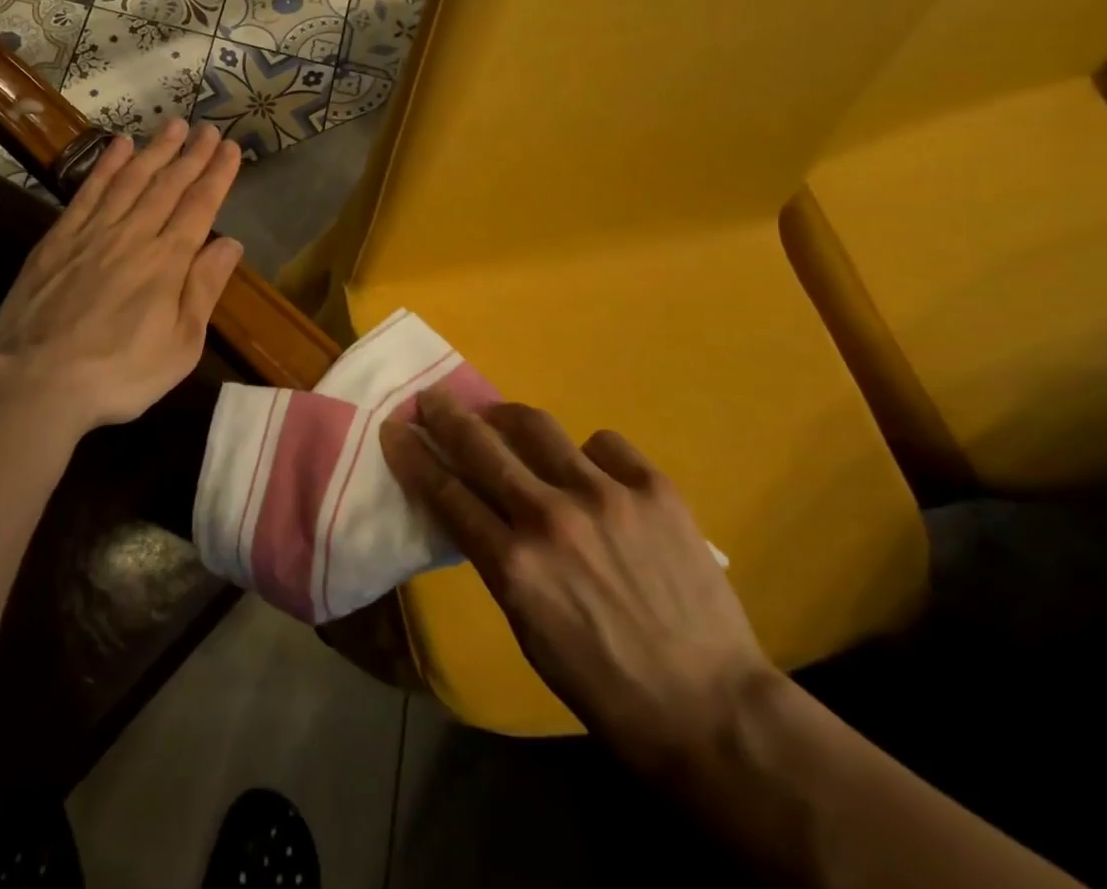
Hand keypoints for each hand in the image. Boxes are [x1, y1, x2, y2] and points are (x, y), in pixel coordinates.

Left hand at [0, 119, 243, 435]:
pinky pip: (88, 191)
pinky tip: (120, 146)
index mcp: (168, 262)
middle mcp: (134, 235)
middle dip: (192, 155)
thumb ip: (204, 289)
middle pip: (168, 186)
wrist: (38, 381)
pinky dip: (107, 165)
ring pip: (131, 180)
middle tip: (208, 129)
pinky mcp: (59, 238)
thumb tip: (231, 243)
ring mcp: (93, 232)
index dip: (217, 175)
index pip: (200, 206)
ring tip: (173, 125)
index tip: (231, 148)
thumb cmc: (120, 374)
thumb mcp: (180, 345)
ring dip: (155, 151)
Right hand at [380, 391, 778, 778]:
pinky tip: (593, 473)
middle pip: (480, 445)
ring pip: (536, 425)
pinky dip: (587, 453)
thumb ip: (497, 559)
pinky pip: (602, 443)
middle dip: (445, 415)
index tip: (395, 430)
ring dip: (507, 418)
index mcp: (514, 565)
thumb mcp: (527, 627)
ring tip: (501, 418)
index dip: (414, 455)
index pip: (446, 492)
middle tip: (432, 398)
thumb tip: (475, 509)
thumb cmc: (604, 684)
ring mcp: (605, 495)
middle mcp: (551, 517)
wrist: (711, 707)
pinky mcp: (652, 487)